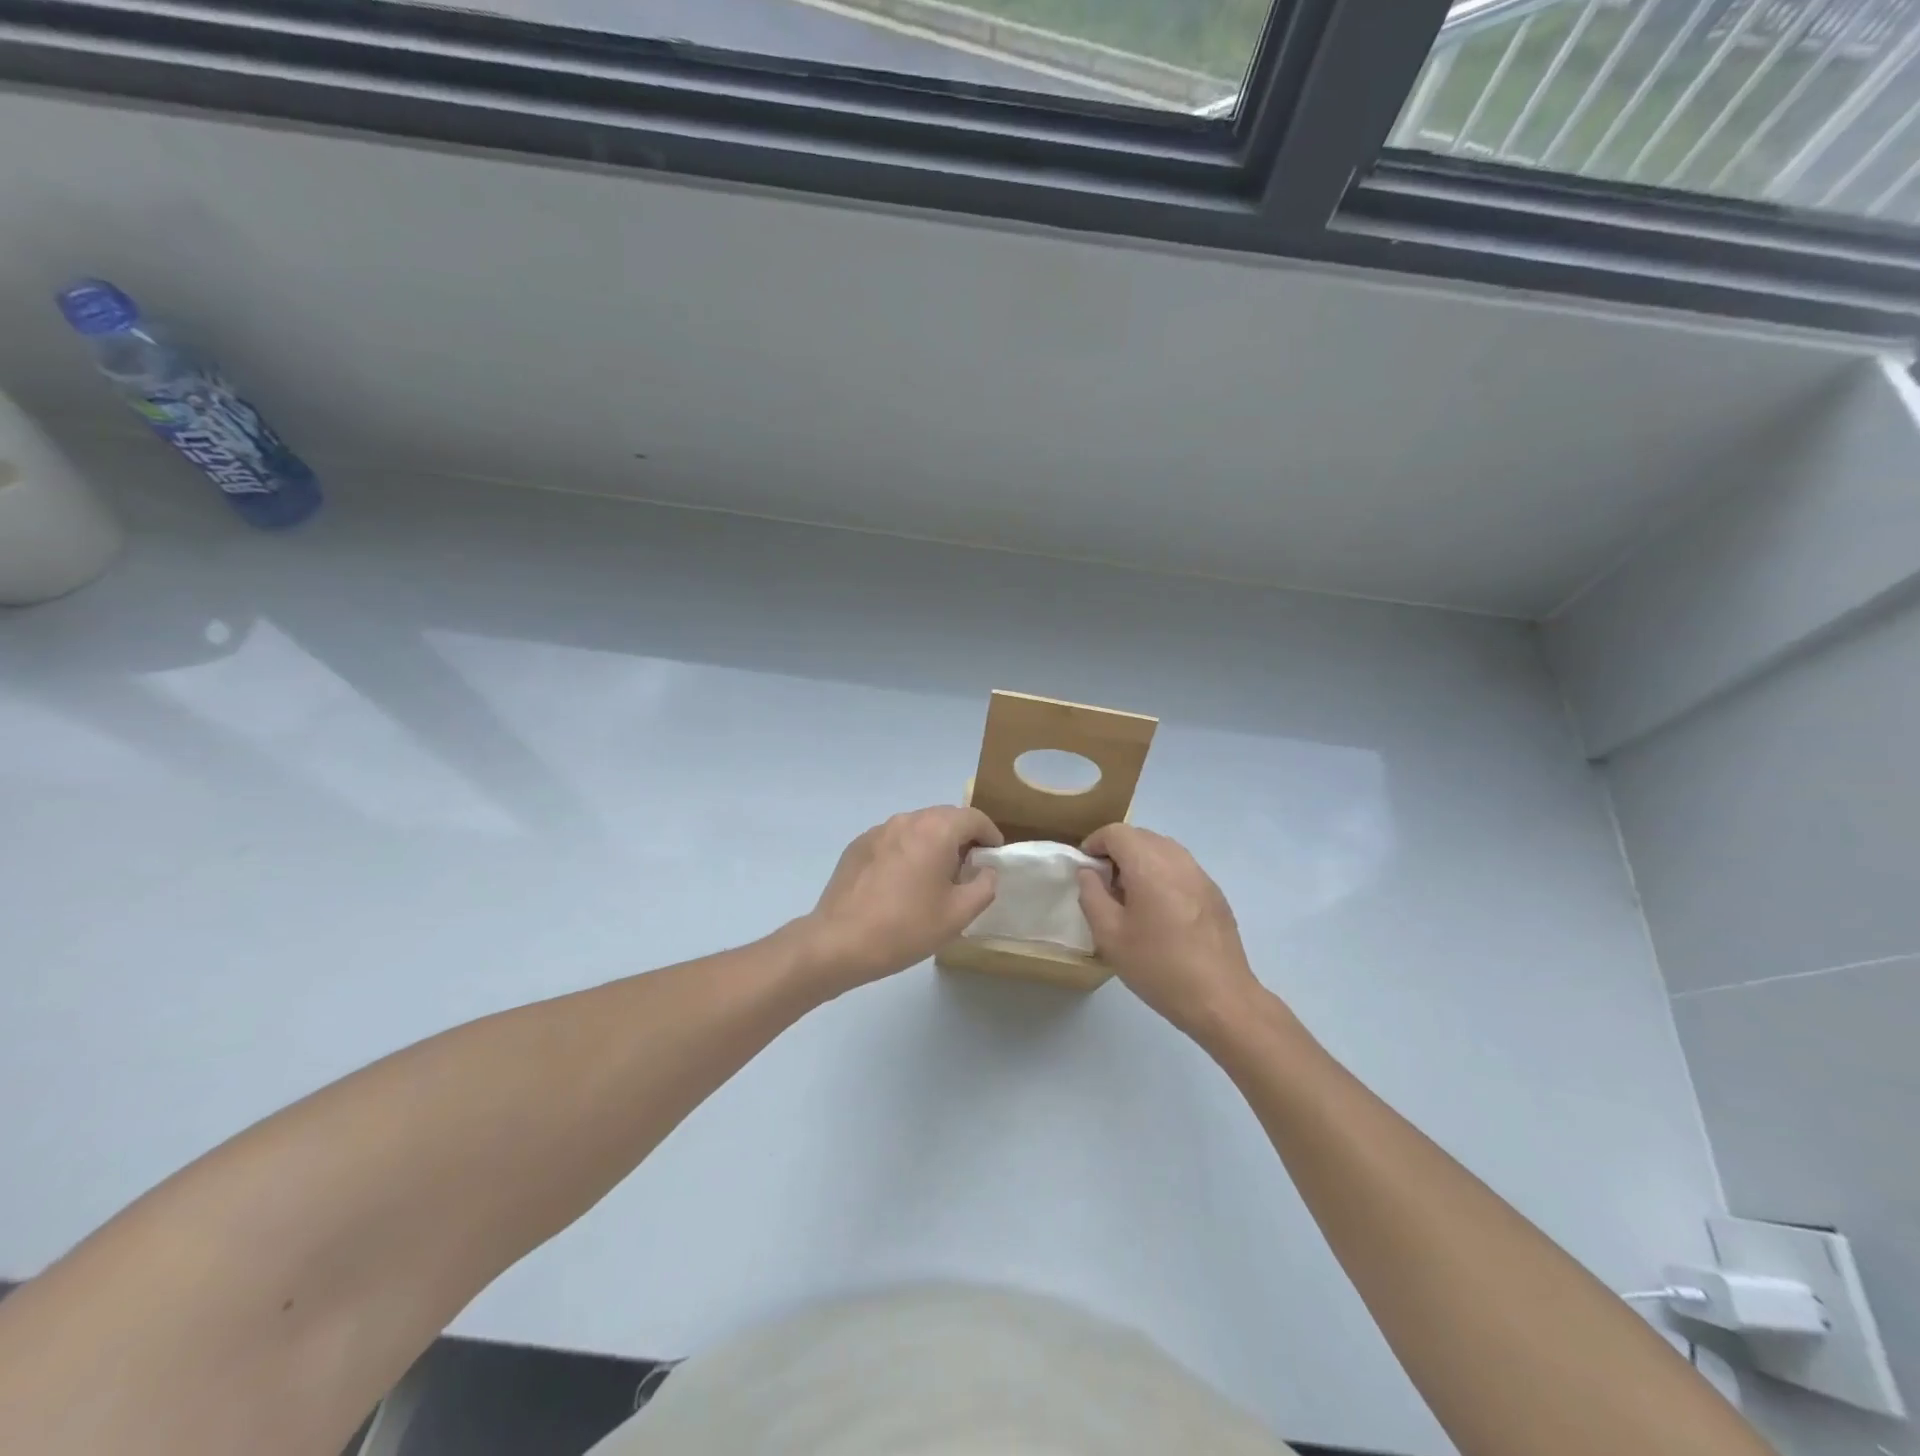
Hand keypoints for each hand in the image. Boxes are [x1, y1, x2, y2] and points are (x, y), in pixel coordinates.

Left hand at [793, 806, 1003, 995]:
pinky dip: (907, 851)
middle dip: (962, 837)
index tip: (995, 857)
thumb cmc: (905, 928)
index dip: (990, 835)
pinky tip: (902, 883)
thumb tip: (985, 870)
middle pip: (945, 817)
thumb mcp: (958, 914)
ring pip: (917, 827)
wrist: (838, 942)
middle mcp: (906, 820)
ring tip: (935, 877)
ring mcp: (878, 831)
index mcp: (935, 830)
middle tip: (968, 869)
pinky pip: (893, 840)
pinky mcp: (857, 846)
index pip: (974, 818)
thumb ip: (984, 886)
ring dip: (933, 843)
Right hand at [1077, 824, 1263, 1040]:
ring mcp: (1200, 875)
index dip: (1095, 843)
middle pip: (1141, 836)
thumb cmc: (1158, 966)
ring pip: (1163, 850)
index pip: (1116, 832)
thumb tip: (1089, 872)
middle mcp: (1177, 860)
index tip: (1085, 869)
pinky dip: (1162, 874)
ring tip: (1131, 897)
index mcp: (1149, 865)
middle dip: (1117, 851)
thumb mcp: (1109, 935)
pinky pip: (1181, 868)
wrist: (1220, 998)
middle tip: (1104, 884)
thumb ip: (1092, 895)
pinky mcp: (1214, 893)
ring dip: (1141, 861)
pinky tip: (1159, 911)